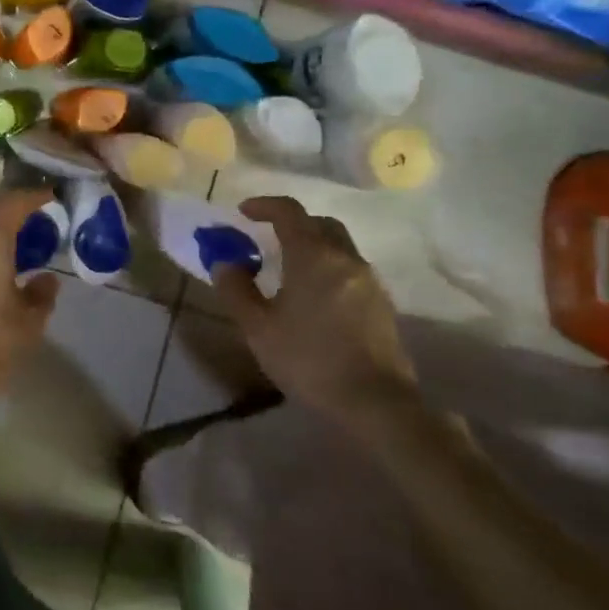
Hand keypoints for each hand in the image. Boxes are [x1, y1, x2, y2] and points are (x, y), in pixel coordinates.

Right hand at [210, 196, 414, 413]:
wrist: (377, 404)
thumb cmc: (309, 360)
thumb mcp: (258, 328)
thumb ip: (236, 290)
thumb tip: (226, 263)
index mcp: (313, 256)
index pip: (289, 212)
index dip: (264, 205)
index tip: (243, 212)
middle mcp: (345, 259)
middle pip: (320, 223)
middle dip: (292, 223)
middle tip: (267, 237)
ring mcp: (369, 281)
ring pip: (339, 247)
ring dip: (312, 247)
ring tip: (288, 271)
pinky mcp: (382, 305)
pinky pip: (350, 271)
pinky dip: (328, 269)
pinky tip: (314, 298)